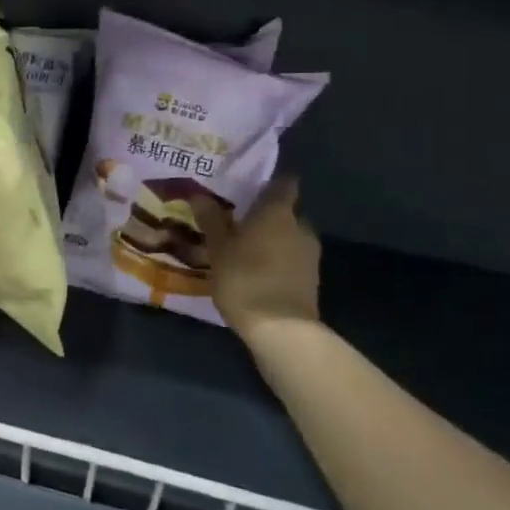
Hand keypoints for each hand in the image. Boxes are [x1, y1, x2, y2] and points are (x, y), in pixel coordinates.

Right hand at [198, 178, 321, 336]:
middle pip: (287, 210)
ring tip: (245, 247)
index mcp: (278, 212)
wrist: (281, 329)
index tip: (249, 183)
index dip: (269, 180)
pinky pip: (292, 259)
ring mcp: (310, 254)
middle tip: (240, 218)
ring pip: (290, 236)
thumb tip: (199, 194)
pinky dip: (277, 259)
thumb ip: (212, 219)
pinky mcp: (311, 279)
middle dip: (267, 213)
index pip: (284, 183)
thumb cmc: (245, 277)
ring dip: (272, 238)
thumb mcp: (218, 248)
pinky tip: (256, 270)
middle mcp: (300, 226)